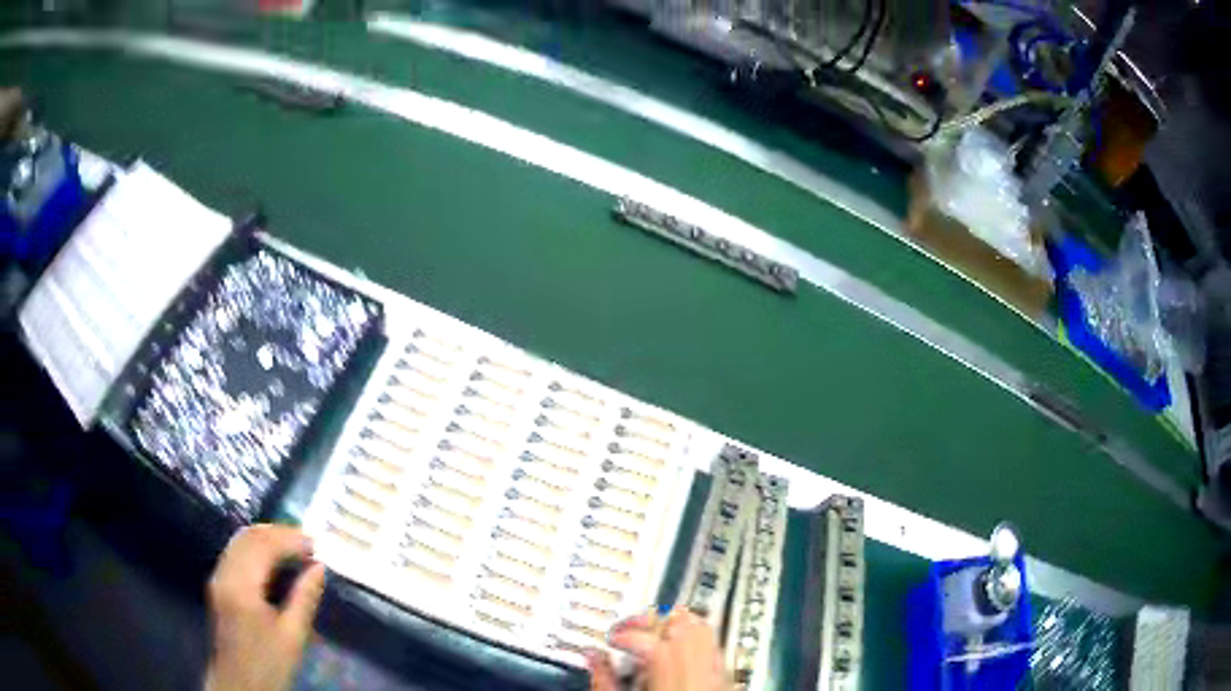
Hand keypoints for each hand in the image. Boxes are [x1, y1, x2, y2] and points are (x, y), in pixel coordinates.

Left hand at [204, 524, 325, 690]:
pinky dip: (257, 547)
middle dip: (279, 533)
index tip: (316, 543)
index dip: (290, 539)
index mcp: (241, 586)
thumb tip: (319, 567)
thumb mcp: (292, 636)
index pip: (264, 545)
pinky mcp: (219, 583)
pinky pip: (236, 551)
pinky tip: (274, 559)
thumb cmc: (268, 664)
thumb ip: (304, 598)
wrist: (239, 684)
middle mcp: (224, 573)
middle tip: (308, 542)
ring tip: (295, 547)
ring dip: (267, 538)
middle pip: (249, 536)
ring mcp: (218, 576)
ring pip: (240, 540)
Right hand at [587, 608, 730, 690]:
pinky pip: (714, 647)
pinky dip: (693, 639)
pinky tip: (676, 651)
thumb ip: (604, 682)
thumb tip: (591, 656)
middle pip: (684, 626)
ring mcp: (719, 677)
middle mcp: (700, 676)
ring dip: (675, 624)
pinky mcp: (727, 681)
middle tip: (629, 628)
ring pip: (704, 630)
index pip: (653, 640)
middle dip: (652, 619)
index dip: (627, 631)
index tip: (611, 638)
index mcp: (671, 684)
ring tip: (651, 634)